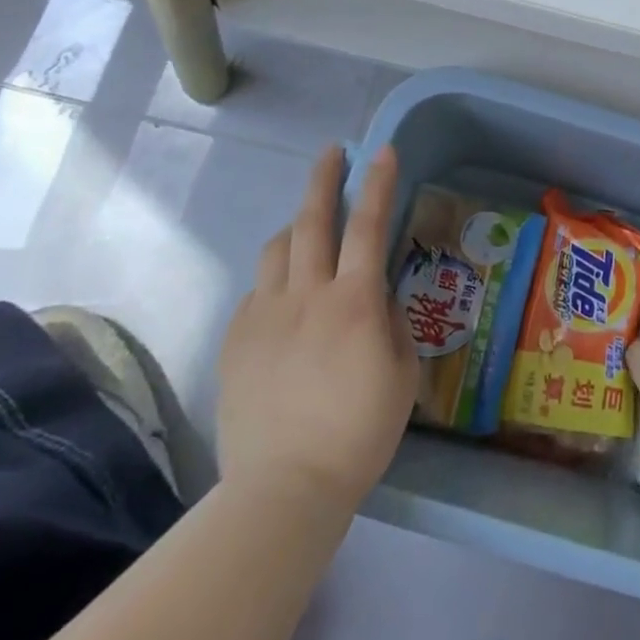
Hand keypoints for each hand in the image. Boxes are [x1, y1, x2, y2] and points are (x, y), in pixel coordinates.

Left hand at [217, 146, 418, 511]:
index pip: (369, 226)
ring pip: (277, 249)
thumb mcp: (402, 374)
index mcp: (355, 303)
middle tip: (333, 152)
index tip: (382, 151)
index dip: (377, 184)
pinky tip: (286, 300)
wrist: (284, 488)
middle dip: (324, 179)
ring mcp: (265, 315)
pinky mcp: (237, 339)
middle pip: (312, 221)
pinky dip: (276, 280)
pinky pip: (258, 291)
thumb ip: (392, 323)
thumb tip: (377, 296)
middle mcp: (307, 296)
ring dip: (296, 226)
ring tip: (309, 226)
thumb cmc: (360, 433)